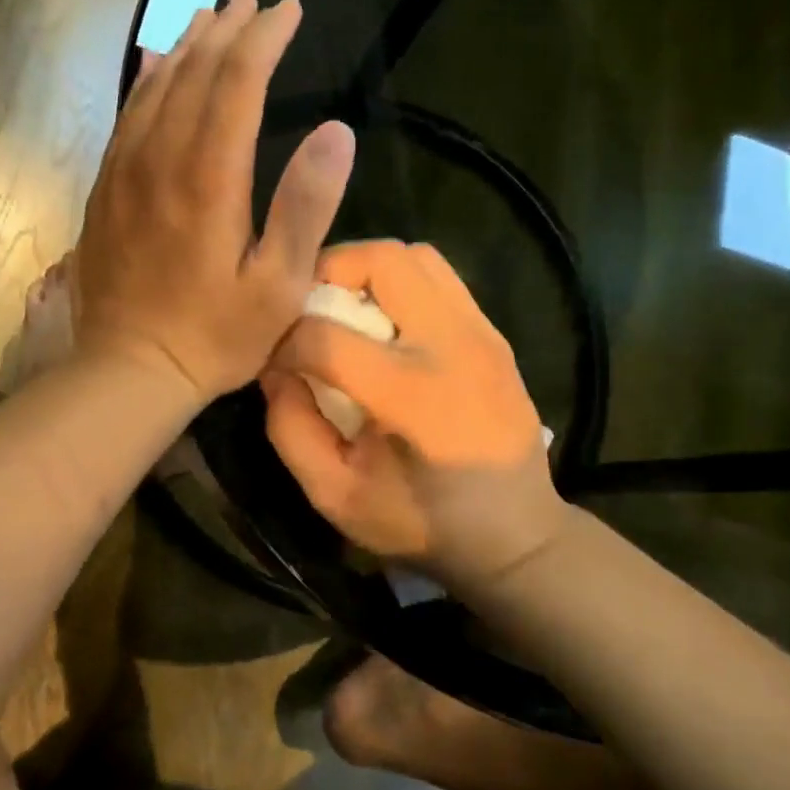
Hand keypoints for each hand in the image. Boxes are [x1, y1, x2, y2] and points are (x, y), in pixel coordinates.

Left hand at [74, 0, 355, 403]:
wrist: (130, 369)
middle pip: (194, 73)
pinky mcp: (105, 189)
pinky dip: (145, 81)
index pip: (238, 81)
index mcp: (209, 177)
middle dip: (228, 30)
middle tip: (253, 0)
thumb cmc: (214, 336)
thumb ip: (306, 207)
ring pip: (155, 87)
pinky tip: (153, 63)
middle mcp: (161, 159)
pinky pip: (126, 117)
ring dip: (186, 46)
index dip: (265, 38)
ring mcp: (125, 171)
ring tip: (210, 17)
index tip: (290, 11)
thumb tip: (337, 130)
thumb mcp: (278, 286)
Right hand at [261, 240, 568, 587]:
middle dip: (327, 272)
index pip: (326, 337)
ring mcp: (481, 333)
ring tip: (343, 308)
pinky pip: (439, 277)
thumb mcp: (335, 496)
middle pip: (382, 261)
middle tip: (306, 307)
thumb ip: (291, 430)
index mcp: (413, 398)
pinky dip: (399, 283)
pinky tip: (384, 324)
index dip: (283, 342)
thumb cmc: (421, 524)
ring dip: (366, 269)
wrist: (516, 534)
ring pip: (415, 255)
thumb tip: (275, 370)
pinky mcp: (493, 333)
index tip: (273, 361)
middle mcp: (454, 348)